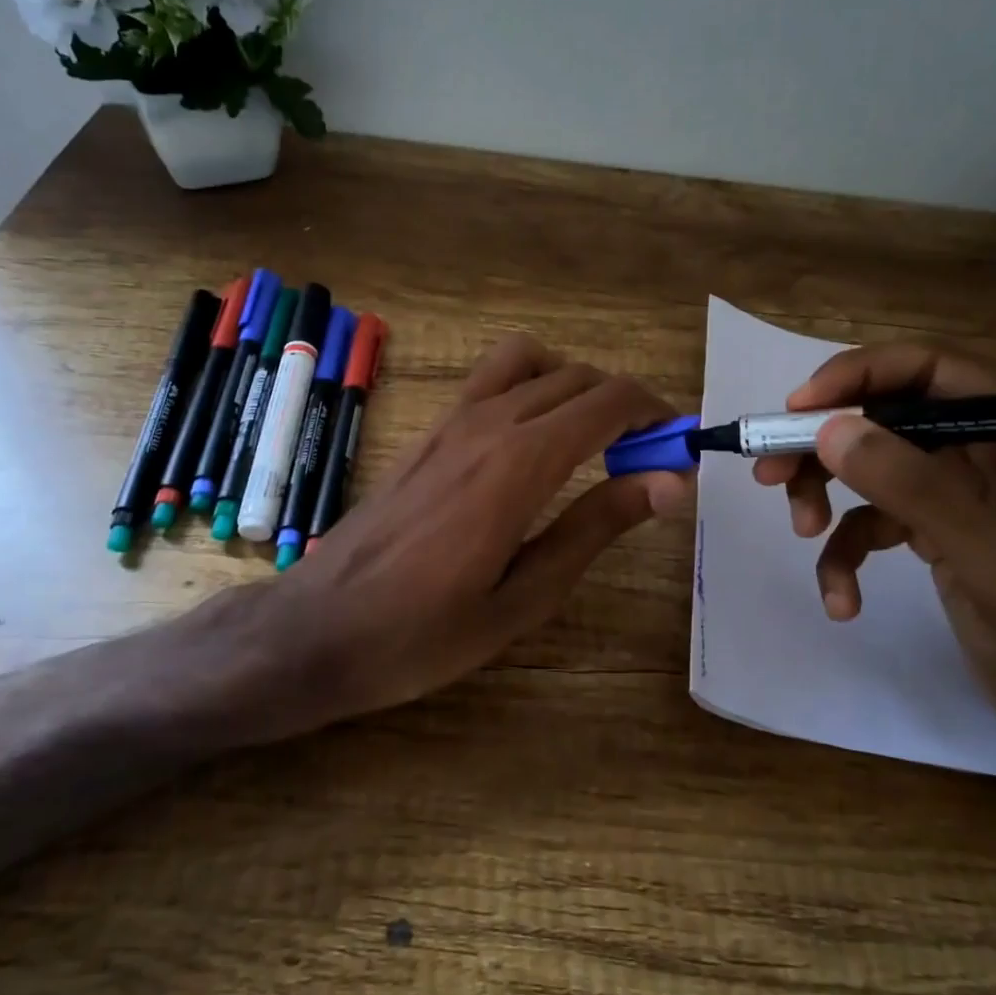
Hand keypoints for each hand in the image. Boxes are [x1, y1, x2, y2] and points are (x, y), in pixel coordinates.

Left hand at [255, 335, 693, 733]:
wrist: (318, 629)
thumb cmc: (425, 633)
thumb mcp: (525, 596)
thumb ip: (597, 526)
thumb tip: (669, 480)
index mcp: (519, 463)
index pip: (607, 400)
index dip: (655, 412)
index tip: (677, 446)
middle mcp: (488, 422)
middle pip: (577, 376)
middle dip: (624, 403)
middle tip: (644, 457)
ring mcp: (451, 420)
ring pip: (531, 361)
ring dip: (574, 384)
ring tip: (588, 439)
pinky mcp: (429, 430)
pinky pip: (491, 378)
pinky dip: (531, 385)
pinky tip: (532, 440)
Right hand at [754, 342, 995, 773]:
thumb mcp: (989, 558)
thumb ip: (913, 487)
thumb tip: (829, 430)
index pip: (935, 369)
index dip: (862, 374)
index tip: (799, 406)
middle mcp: (992, 443)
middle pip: (886, 414)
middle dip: (826, 444)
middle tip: (771, 469)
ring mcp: (958, 483)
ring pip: (869, 461)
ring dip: (825, 494)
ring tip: (803, 530)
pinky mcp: (931, 520)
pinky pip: (870, 516)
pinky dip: (846, 552)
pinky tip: (843, 599)